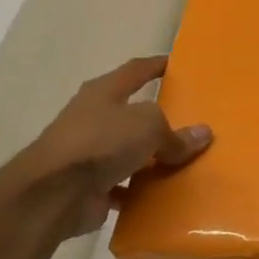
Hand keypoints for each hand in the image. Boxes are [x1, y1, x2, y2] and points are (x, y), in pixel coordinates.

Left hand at [0, 56, 210, 238]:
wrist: (55, 192)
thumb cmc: (101, 142)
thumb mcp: (148, 127)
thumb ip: (176, 133)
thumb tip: (203, 134)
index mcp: (104, 92)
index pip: (136, 70)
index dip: (157, 65)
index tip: (177, 64)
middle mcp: (95, 118)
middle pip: (133, 114)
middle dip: (159, 118)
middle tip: (191, 121)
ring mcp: (90, 153)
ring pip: (130, 151)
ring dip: (152, 158)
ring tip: (185, 162)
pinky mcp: (91, 185)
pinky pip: (125, 185)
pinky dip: (142, 190)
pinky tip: (165, 195)